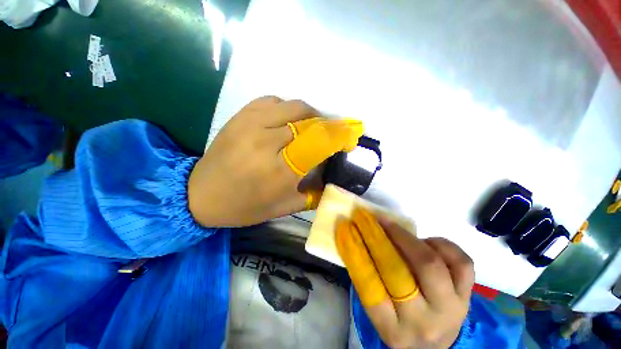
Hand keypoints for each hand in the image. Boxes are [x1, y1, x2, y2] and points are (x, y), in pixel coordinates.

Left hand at [188, 96, 363, 226]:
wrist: (201, 194)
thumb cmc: (245, 206)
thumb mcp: (284, 208)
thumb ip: (313, 194)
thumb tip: (332, 178)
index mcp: (280, 170)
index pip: (320, 142)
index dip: (340, 135)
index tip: (350, 136)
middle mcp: (267, 143)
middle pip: (310, 121)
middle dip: (328, 125)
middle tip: (330, 135)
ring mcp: (251, 125)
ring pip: (294, 106)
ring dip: (310, 115)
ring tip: (311, 127)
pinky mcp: (240, 116)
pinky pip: (273, 101)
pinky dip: (287, 108)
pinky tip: (287, 121)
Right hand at [336, 209, 474, 347]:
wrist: (436, 346)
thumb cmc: (401, 324)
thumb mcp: (380, 313)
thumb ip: (370, 280)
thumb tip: (358, 238)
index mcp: (393, 329)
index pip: (369, 286)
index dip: (356, 251)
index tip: (348, 228)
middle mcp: (423, 322)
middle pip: (399, 271)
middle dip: (381, 237)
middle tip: (372, 220)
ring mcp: (451, 309)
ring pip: (431, 263)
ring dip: (409, 239)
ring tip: (398, 231)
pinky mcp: (469, 297)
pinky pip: (461, 262)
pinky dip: (442, 244)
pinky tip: (429, 243)